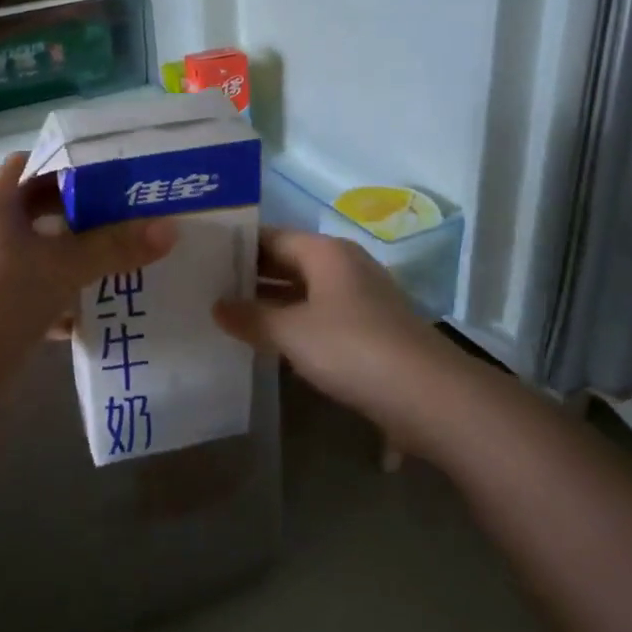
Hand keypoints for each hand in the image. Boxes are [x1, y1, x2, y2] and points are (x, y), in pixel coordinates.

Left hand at [0, 152, 175, 373]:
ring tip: (124, 255)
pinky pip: (37, 288)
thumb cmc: (2, 297)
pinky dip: (64, 294)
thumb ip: (115, 247)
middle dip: (82, 212)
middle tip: (127, 212)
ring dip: (77, 254)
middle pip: (40, 208)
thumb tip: (169, 229)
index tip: (109, 171)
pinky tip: (99, 306)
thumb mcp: (64, 267)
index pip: (31, 164)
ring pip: (41, 251)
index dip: (67, 163)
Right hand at [213, 229, 448, 425]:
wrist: (427, 395)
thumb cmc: (352, 348)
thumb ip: (250, 317)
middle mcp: (344, 266)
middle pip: (288, 261)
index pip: (272, 236)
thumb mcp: (291, 332)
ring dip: (271, 302)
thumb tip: (216, 306)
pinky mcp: (368, 330)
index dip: (238, 246)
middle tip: (207, 286)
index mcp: (326, 252)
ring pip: (303, 291)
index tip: (204, 256)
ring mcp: (359, 298)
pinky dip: (293, 323)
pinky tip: (269, 342)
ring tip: (229, 314)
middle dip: (251, 275)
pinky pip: (319, 316)